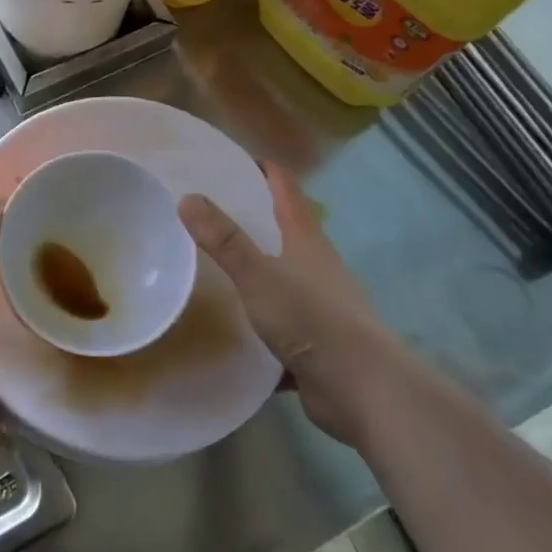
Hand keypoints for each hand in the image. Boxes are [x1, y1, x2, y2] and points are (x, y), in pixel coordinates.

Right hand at [179, 165, 408, 446]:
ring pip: (283, 279)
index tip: (235, 158)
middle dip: (256, 218)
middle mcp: (317, 268)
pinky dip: (259, 320)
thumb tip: (187, 197)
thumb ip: (224, 240)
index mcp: (307, 242)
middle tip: (212, 209)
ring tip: (213, 264)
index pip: (287, 191)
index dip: (266, 171)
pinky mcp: (316, 344)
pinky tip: (231, 326)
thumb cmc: (312, 322)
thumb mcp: (259, 276)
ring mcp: (320, 307)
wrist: (364, 393)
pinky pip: (281, 324)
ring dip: (257, 270)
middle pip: (287, 232)